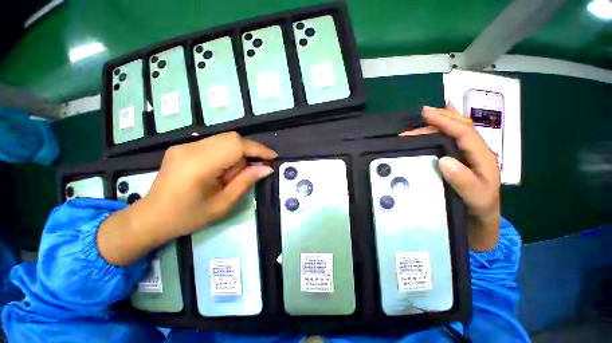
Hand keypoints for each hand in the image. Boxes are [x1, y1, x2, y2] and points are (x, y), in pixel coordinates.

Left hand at [98, 132, 276, 264]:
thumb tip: (267, 168)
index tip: (273, 157)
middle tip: (249, 172)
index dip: (258, 149)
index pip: (236, 145)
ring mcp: (185, 146)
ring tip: (230, 176)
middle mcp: (191, 149)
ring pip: (225, 140)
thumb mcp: (222, 204)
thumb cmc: (187, 217)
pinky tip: (220, 171)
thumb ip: (245, 182)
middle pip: (231, 138)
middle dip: (248, 153)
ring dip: (236, 155)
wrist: (150, 218)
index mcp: (198, 165)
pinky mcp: (183, 147)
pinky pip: (215, 144)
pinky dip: (226, 154)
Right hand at [401, 103, 500, 250]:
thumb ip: (464, 181)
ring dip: (437, 123)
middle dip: (441, 118)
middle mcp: (475, 152)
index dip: (445, 121)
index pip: (464, 132)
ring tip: (421, 120)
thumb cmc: (479, 209)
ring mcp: (466, 155)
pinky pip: (448, 141)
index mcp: (482, 157)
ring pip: (454, 132)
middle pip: (460, 127)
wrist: (479, 221)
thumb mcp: (476, 199)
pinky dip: (439, 131)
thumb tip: (444, 160)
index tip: (425, 114)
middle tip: (421, 114)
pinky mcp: (457, 160)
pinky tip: (434, 126)